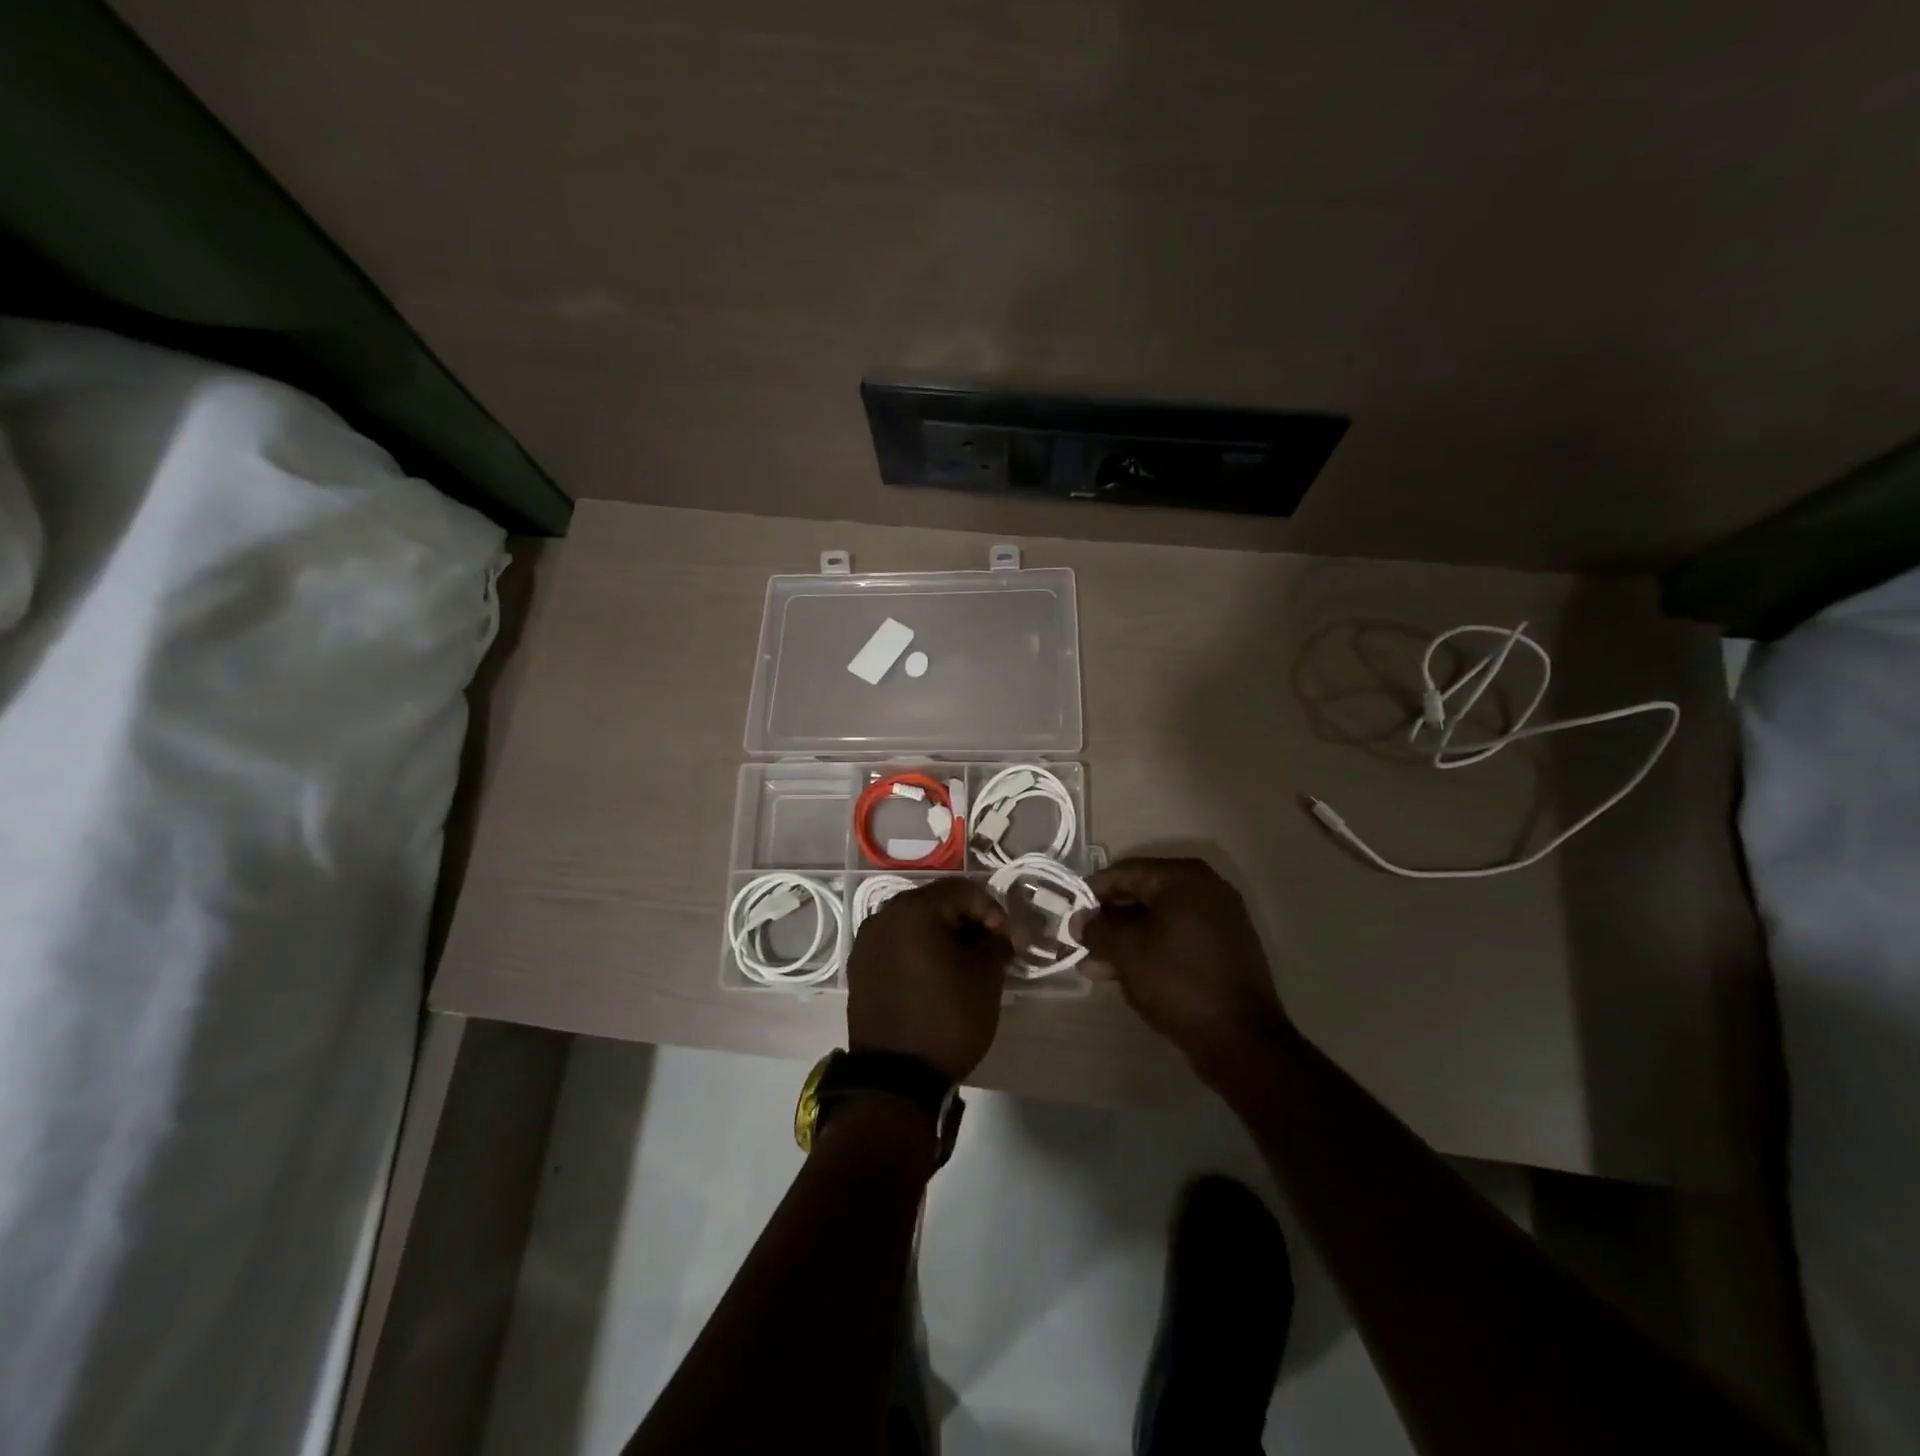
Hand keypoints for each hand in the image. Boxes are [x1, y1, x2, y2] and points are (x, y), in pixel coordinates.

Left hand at [847, 878, 1011, 1081]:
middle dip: (968, 920)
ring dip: (943, 935)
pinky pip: (897, 945)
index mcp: (913, 909)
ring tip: (966, 962)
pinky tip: (937, 975)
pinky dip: (920, 951)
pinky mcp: (860, 967)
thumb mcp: (985, 979)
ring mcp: (867, 942)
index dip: (993, 909)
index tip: (1009, 939)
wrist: (894, 1078)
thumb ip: (997, 944)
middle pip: (936, 903)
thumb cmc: (946, 1018)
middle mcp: (884, 916)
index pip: (963, 890)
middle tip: (991, 947)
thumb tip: (1002, 935)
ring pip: (914, 924)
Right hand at [1070, 857, 1293, 1080]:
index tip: (1070, 914)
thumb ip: (1098, 929)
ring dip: (1126, 940)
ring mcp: (1220, 919)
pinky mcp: (1226, 948)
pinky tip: (1125, 974)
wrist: (1240, 1038)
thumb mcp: (1126, 952)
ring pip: (1159, 920)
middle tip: (1080, 942)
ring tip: (1094, 967)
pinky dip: (1152, 949)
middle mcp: (1206, 888)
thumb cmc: (1177, 981)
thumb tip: (1079, 920)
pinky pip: (1178, 938)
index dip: (1092, 892)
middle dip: (1109, 920)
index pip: (1125, 872)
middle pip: (1143, 894)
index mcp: (1183, 878)